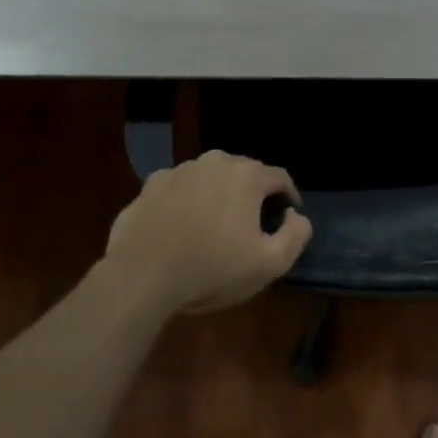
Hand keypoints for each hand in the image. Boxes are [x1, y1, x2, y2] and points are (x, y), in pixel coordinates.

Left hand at [105, 150, 311, 314]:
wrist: (142, 276)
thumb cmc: (212, 269)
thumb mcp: (270, 264)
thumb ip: (295, 234)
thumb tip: (295, 215)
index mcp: (246, 175)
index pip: (280, 178)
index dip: (289, 197)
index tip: (288, 216)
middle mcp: (214, 161)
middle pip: (244, 173)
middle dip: (252, 194)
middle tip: (252, 223)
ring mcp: (178, 170)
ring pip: (209, 178)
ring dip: (217, 195)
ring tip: (214, 226)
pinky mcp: (150, 185)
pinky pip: (179, 189)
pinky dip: (186, 202)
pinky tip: (181, 228)